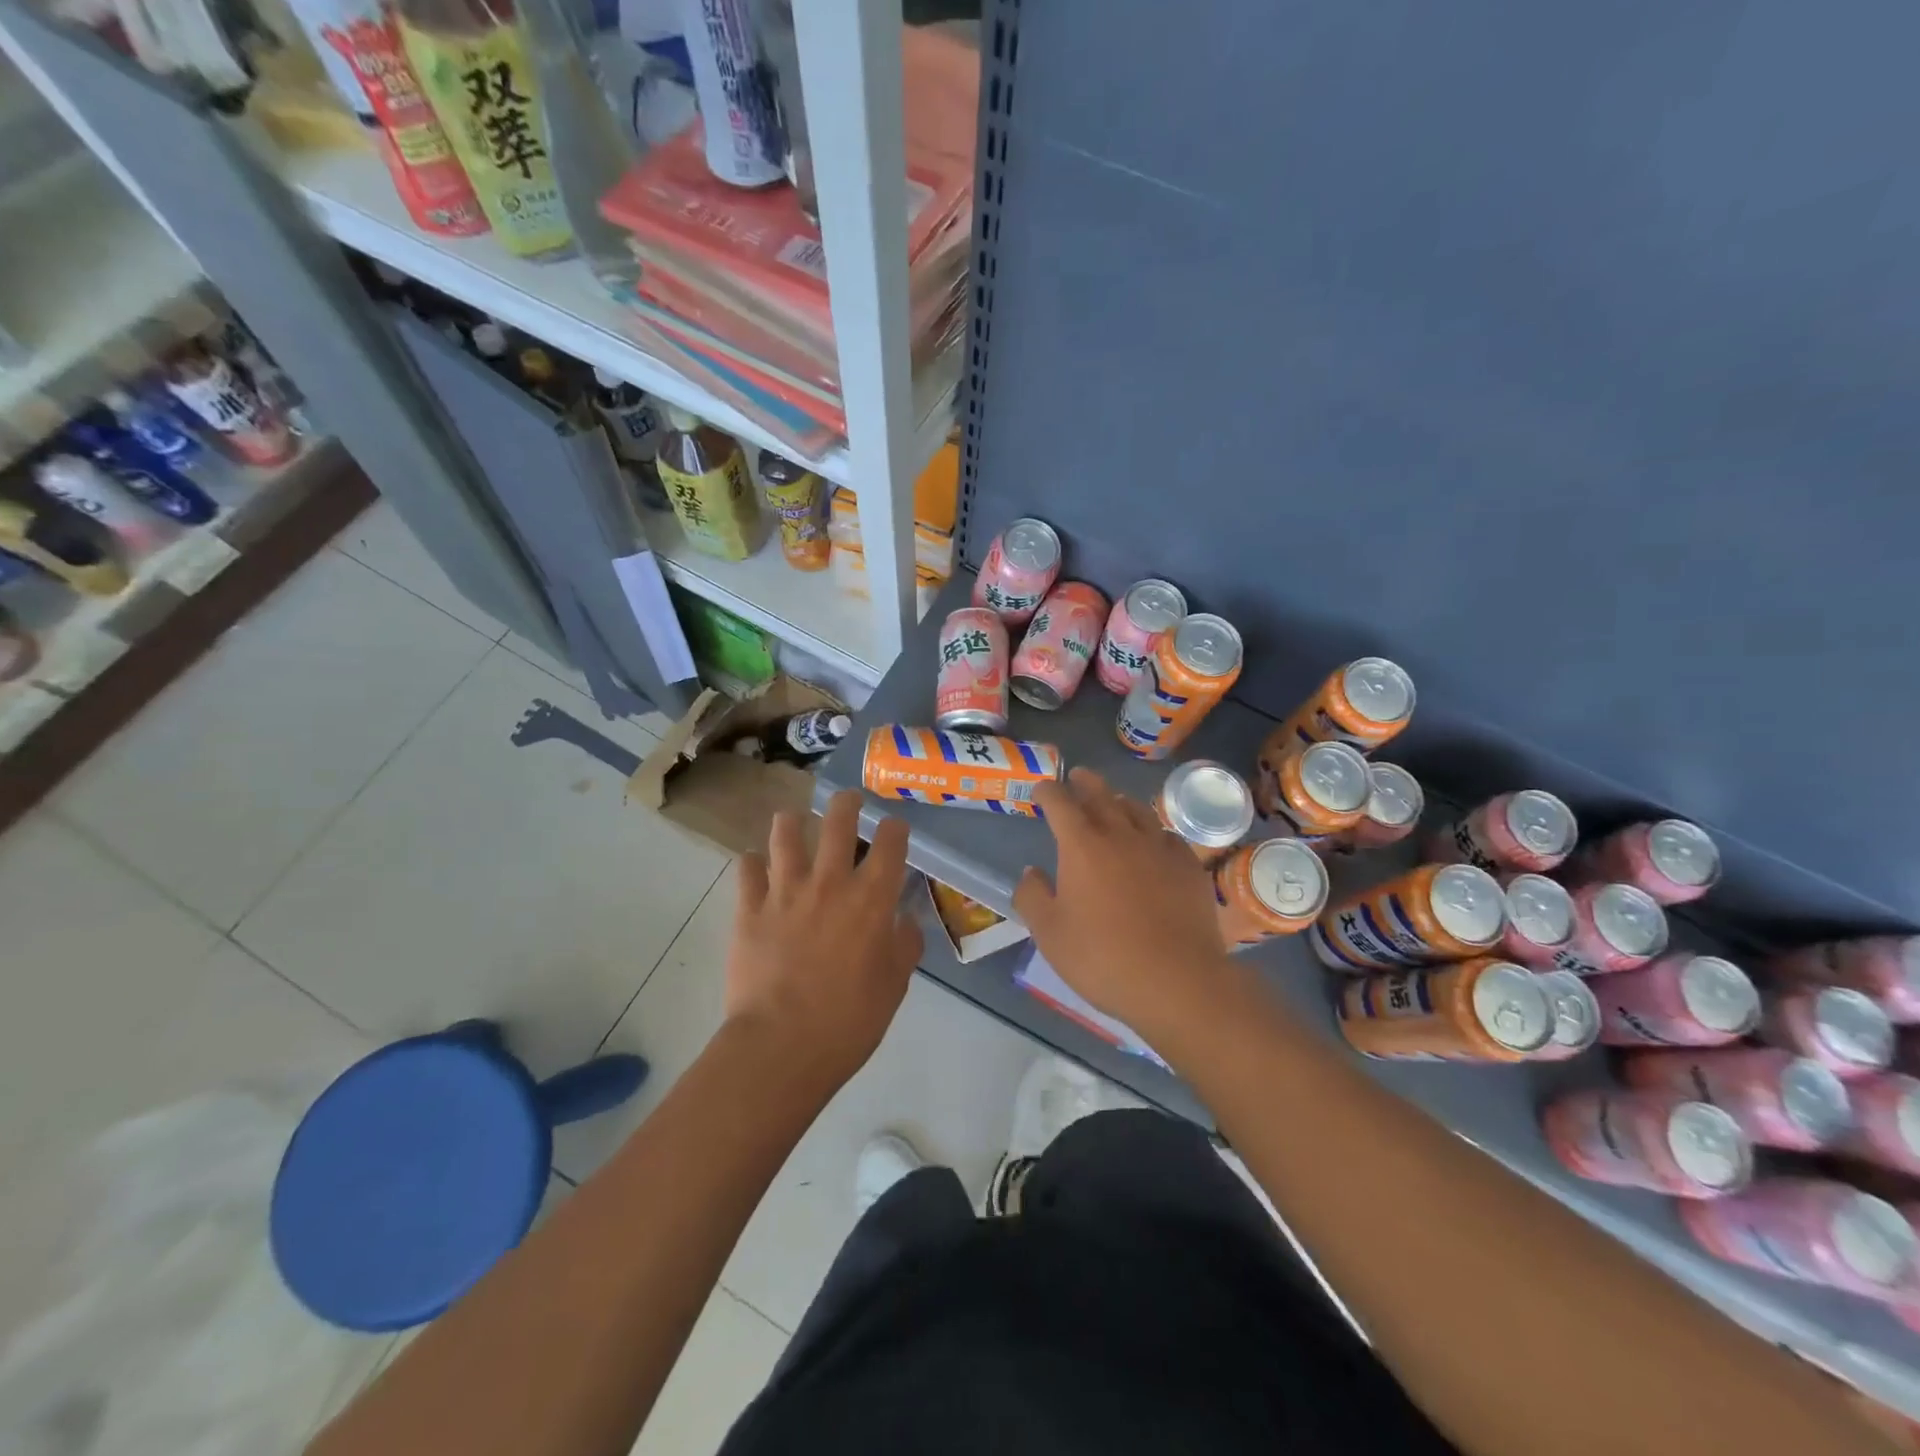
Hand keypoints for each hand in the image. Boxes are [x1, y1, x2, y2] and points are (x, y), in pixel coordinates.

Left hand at [725, 790, 922, 1094]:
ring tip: (794, 820)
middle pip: (838, 821)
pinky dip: (753, 862)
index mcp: (871, 899)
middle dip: (847, 803)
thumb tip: (905, 920)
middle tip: (849, 801)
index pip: (891, 843)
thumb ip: (904, 945)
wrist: (782, 1046)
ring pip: (786, 833)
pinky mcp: (749, 909)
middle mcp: (830, 882)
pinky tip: (756, 864)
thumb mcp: (894, 986)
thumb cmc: (849, 1021)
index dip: (895, 828)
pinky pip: (747, 869)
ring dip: (792, 821)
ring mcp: (785, 891)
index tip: (895, 828)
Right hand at [1014, 768, 1234, 1042]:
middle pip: (1101, 795)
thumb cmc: (1103, 958)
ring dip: (1120, 802)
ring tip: (1115, 803)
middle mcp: (1121, 834)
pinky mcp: (1189, 866)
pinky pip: (1167, 836)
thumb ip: (1033, 897)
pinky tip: (1153, 844)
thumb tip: (1031, 873)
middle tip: (1078, 776)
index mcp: (1081, 845)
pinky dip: (1153, 833)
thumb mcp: (1050, 934)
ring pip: (1137, 810)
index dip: (1047, 791)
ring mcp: (1159, 847)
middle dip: (1085, 783)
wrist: (1177, 981)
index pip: (1059, 803)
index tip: (1041, 790)